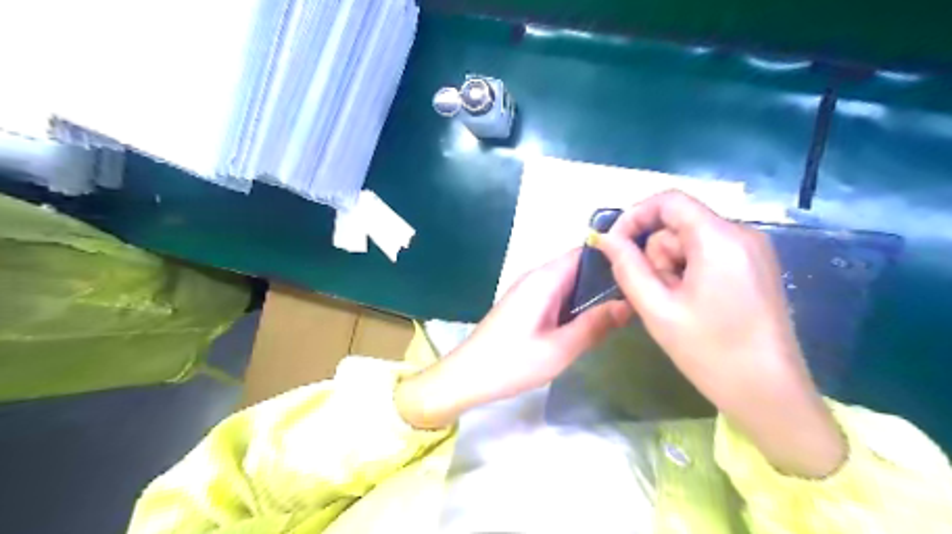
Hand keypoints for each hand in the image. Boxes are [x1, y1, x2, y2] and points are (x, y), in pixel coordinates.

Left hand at [394, 248, 629, 429]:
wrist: (467, 376)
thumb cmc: (511, 362)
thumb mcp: (559, 349)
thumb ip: (595, 325)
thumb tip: (629, 304)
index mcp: (544, 279)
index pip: (584, 253)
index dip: (612, 259)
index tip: (640, 272)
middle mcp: (536, 277)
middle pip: (578, 267)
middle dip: (606, 280)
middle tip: (637, 297)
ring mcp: (528, 290)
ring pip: (569, 282)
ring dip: (591, 294)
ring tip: (622, 310)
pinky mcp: (525, 304)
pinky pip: (557, 295)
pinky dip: (575, 304)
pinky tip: (591, 321)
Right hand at [593, 191, 847, 475]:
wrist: (770, 394)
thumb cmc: (710, 352)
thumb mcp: (657, 308)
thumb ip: (627, 267)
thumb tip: (605, 238)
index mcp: (719, 239)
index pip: (668, 201)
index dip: (635, 216)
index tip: (616, 246)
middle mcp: (741, 234)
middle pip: (677, 224)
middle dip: (657, 255)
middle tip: (657, 295)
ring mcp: (751, 250)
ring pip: (690, 241)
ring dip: (671, 268)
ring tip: (677, 306)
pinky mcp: (754, 266)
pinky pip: (707, 254)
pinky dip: (688, 272)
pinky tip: (692, 304)